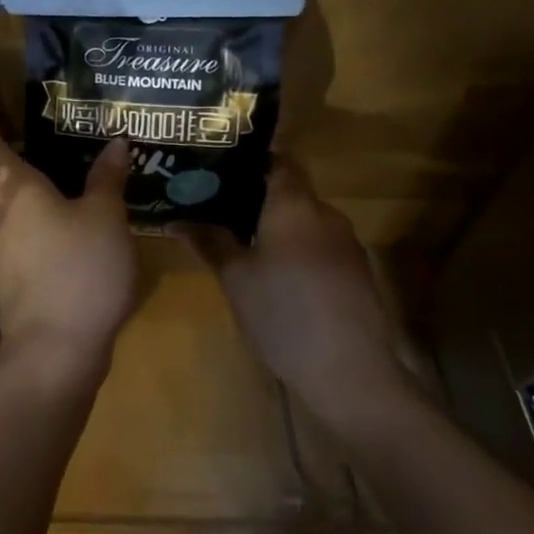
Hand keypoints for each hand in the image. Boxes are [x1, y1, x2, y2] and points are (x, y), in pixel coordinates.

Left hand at [0, 111, 136, 384]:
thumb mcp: (105, 217)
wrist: (54, 350)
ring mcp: (0, 245)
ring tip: (41, 164)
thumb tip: (115, 142)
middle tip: (23, 129)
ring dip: (10, 181)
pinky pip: (11, 225)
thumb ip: (107, 178)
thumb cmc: (78, 268)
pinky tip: (50, 212)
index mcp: (12, 187)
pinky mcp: (11, 273)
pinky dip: (24, 209)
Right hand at [174, 158, 418, 438]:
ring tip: (243, 241)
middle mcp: (325, 215)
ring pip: (306, 221)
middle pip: (291, 192)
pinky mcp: (357, 275)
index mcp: (294, 204)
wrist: (351, 374)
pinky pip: (320, 247)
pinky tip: (277, 275)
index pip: (279, 160)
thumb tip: (176, 219)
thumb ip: (209, 242)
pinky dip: (298, 250)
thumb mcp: (235, 278)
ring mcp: (347, 245)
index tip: (223, 167)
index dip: (253, 159)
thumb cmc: (283, 313)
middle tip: (221, 207)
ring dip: (279, 227)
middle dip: (258, 197)